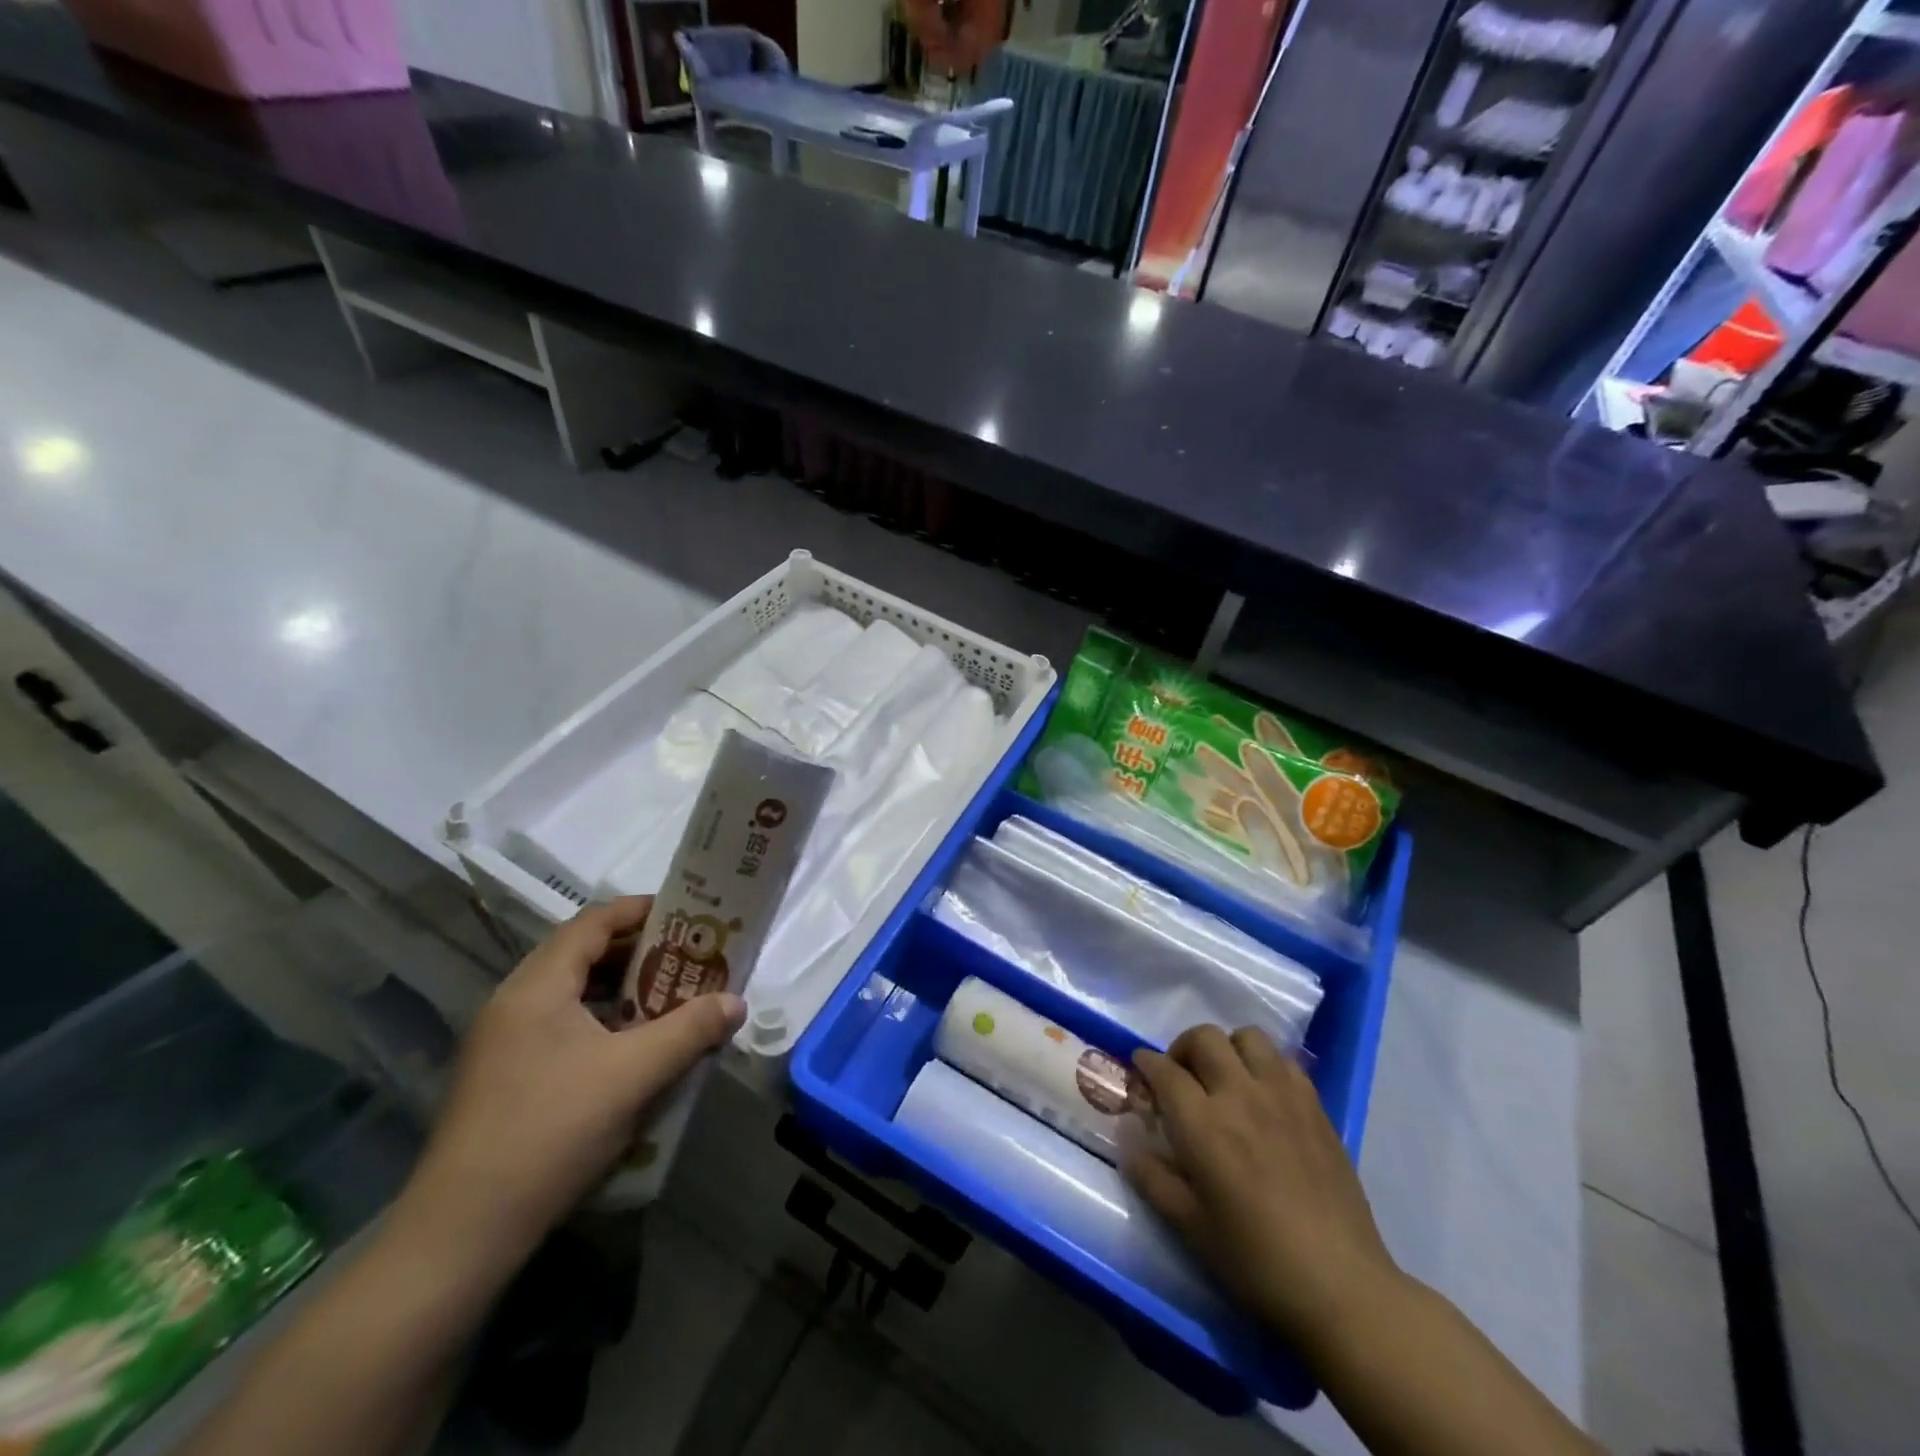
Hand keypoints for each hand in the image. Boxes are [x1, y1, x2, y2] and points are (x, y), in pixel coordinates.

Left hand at [398, 899, 745, 1275]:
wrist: (461, 1234)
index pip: (591, 923)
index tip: (685, 914)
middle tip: (687, 957)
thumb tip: (735, 1002)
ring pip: (570, 995)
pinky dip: (600, 1022)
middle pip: (581, 955)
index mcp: (536, 988)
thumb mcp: (634, 1075)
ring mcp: (502, 1044)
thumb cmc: (552, 1132)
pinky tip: (630, 1051)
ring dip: (621, 990)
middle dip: (638, 951)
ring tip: (668, 998)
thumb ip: (690, 1030)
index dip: (639, 911)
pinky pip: (560, 1028)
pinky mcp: (502, 1079)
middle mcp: (513, 1004)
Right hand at [1124, 1025, 1402, 1353]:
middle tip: (1181, 1075)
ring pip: (1248, 1037)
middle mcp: (1240, 1095)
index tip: (1140, 1068)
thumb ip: (1152, 1178)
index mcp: (1203, 1124)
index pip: (1164, 1070)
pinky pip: (1284, 1061)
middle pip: (1204, 1038)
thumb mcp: (1189, 1226)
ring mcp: (1282, 1095)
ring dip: (1228, 1048)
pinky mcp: (1315, 1106)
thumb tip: (1129, 1144)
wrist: (1340, 1285)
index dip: (1146, 1063)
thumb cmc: (1255, 1260)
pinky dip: (1266, 1065)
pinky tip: (1265, 1096)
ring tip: (1225, 1078)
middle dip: (1183, 1048)